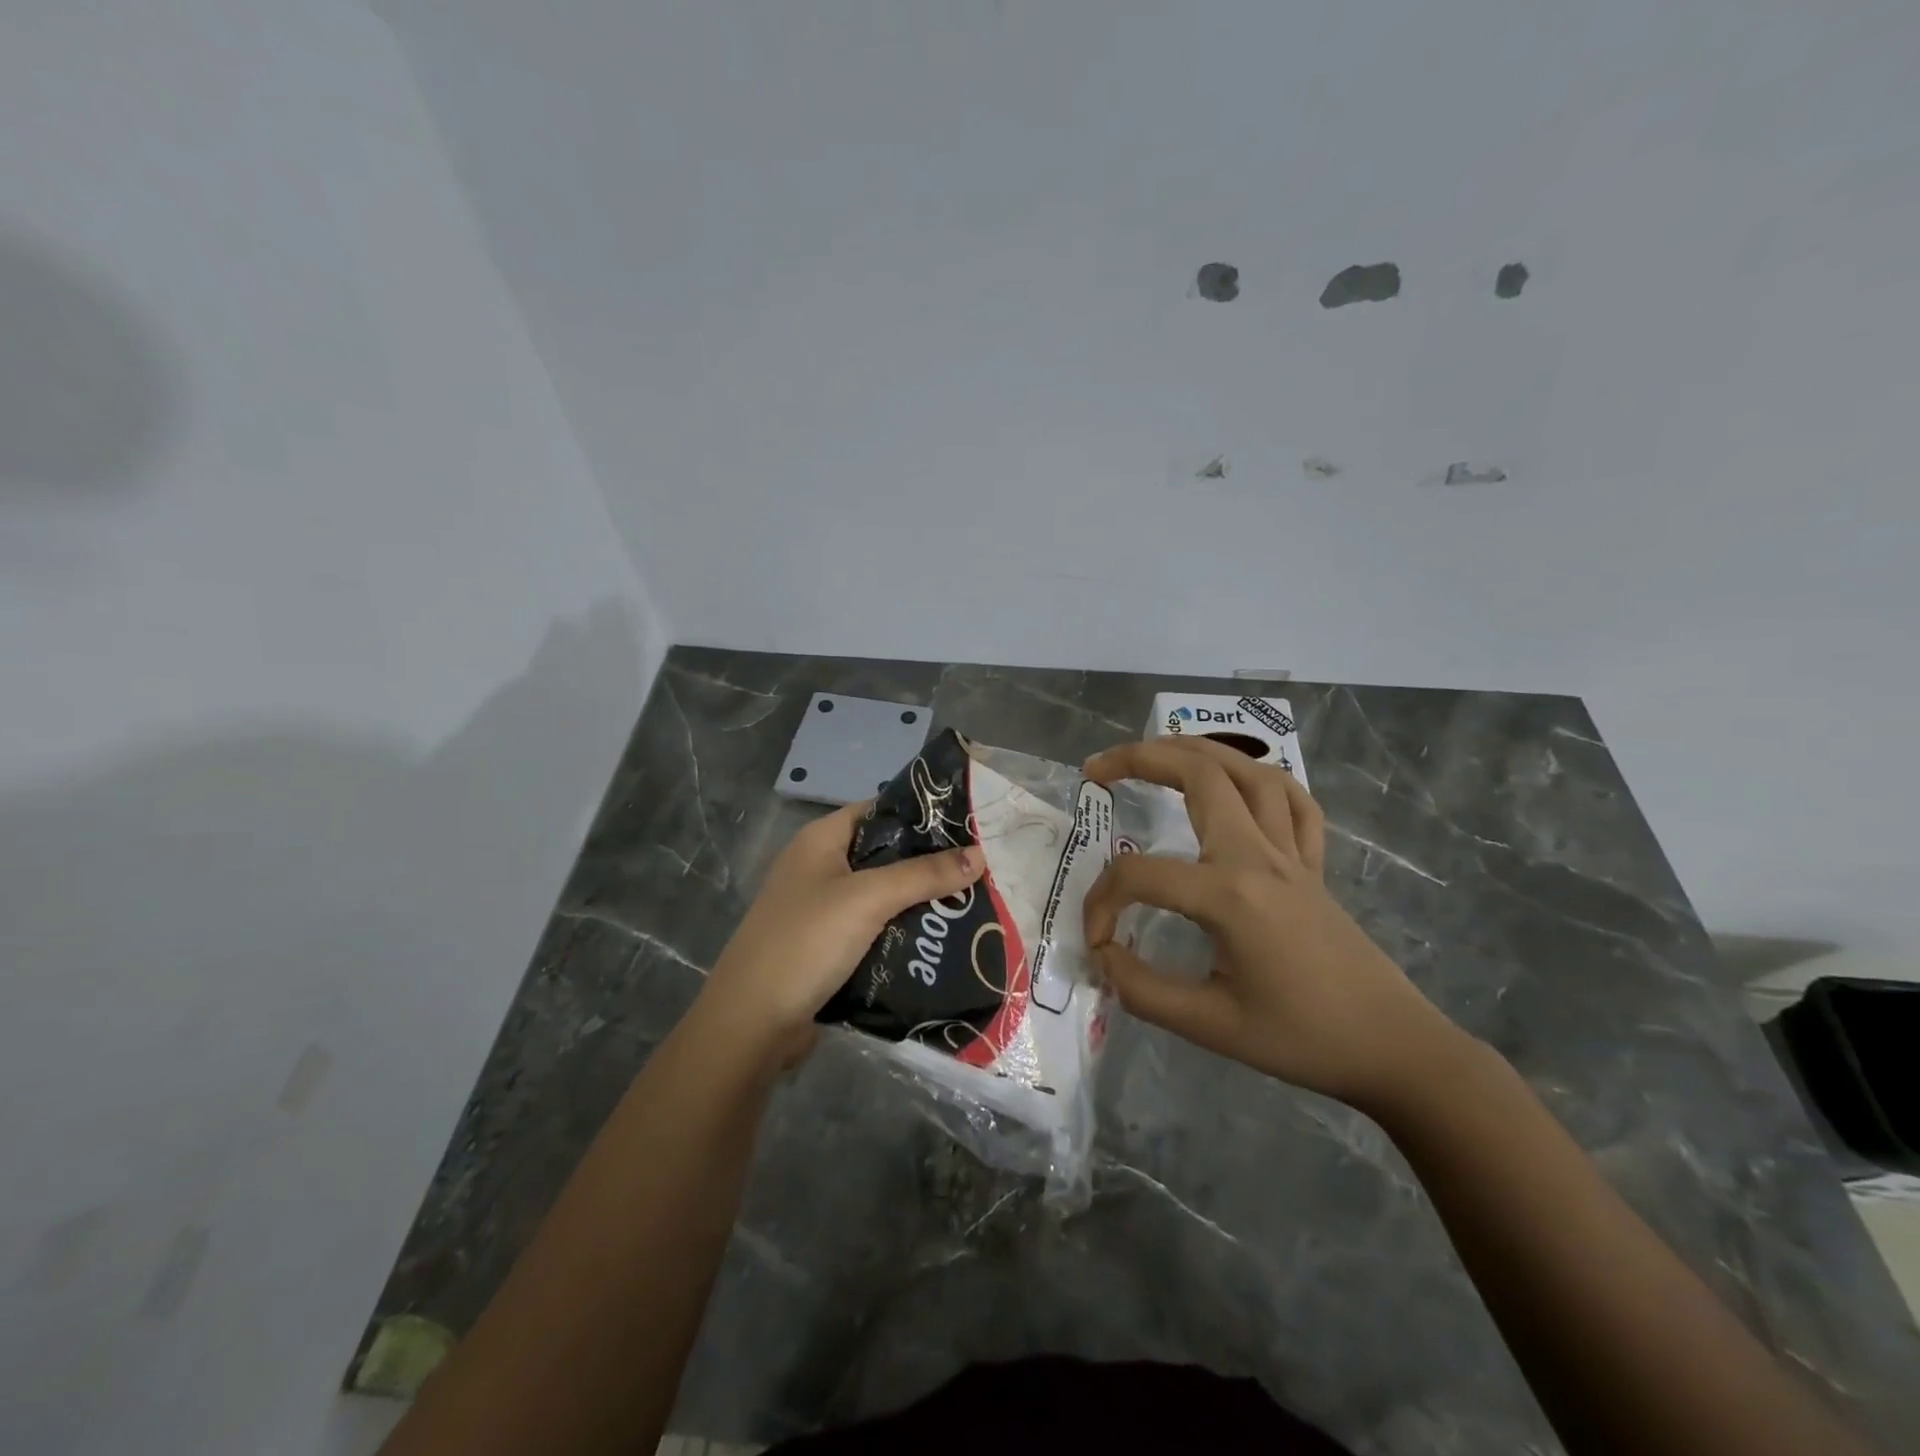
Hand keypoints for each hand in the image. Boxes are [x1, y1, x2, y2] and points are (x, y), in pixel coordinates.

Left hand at [698, 800, 984, 1063]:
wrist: (751, 1023)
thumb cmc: (806, 942)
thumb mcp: (868, 899)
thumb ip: (923, 875)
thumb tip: (980, 854)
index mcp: (820, 840)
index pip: (878, 810)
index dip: (920, 813)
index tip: (968, 823)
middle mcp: (819, 867)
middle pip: (883, 854)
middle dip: (927, 862)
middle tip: (979, 867)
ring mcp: (820, 909)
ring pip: (881, 895)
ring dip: (917, 900)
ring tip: (970, 901)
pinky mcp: (826, 947)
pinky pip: (873, 928)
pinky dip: (901, 930)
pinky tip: (938, 938)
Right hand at [1082, 737, 1463, 1109]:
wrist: (1394, 1049)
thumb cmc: (1302, 1039)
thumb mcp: (1211, 1027)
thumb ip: (1143, 990)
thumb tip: (1103, 956)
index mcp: (1229, 894)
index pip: (1141, 875)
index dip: (1103, 902)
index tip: (1097, 941)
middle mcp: (1258, 856)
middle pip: (1199, 775)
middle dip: (1140, 759)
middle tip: (1097, 770)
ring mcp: (1292, 853)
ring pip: (1247, 771)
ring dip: (1197, 751)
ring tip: (1156, 752)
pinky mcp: (1313, 864)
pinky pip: (1292, 802)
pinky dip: (1260, 779)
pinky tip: (1237, 783)